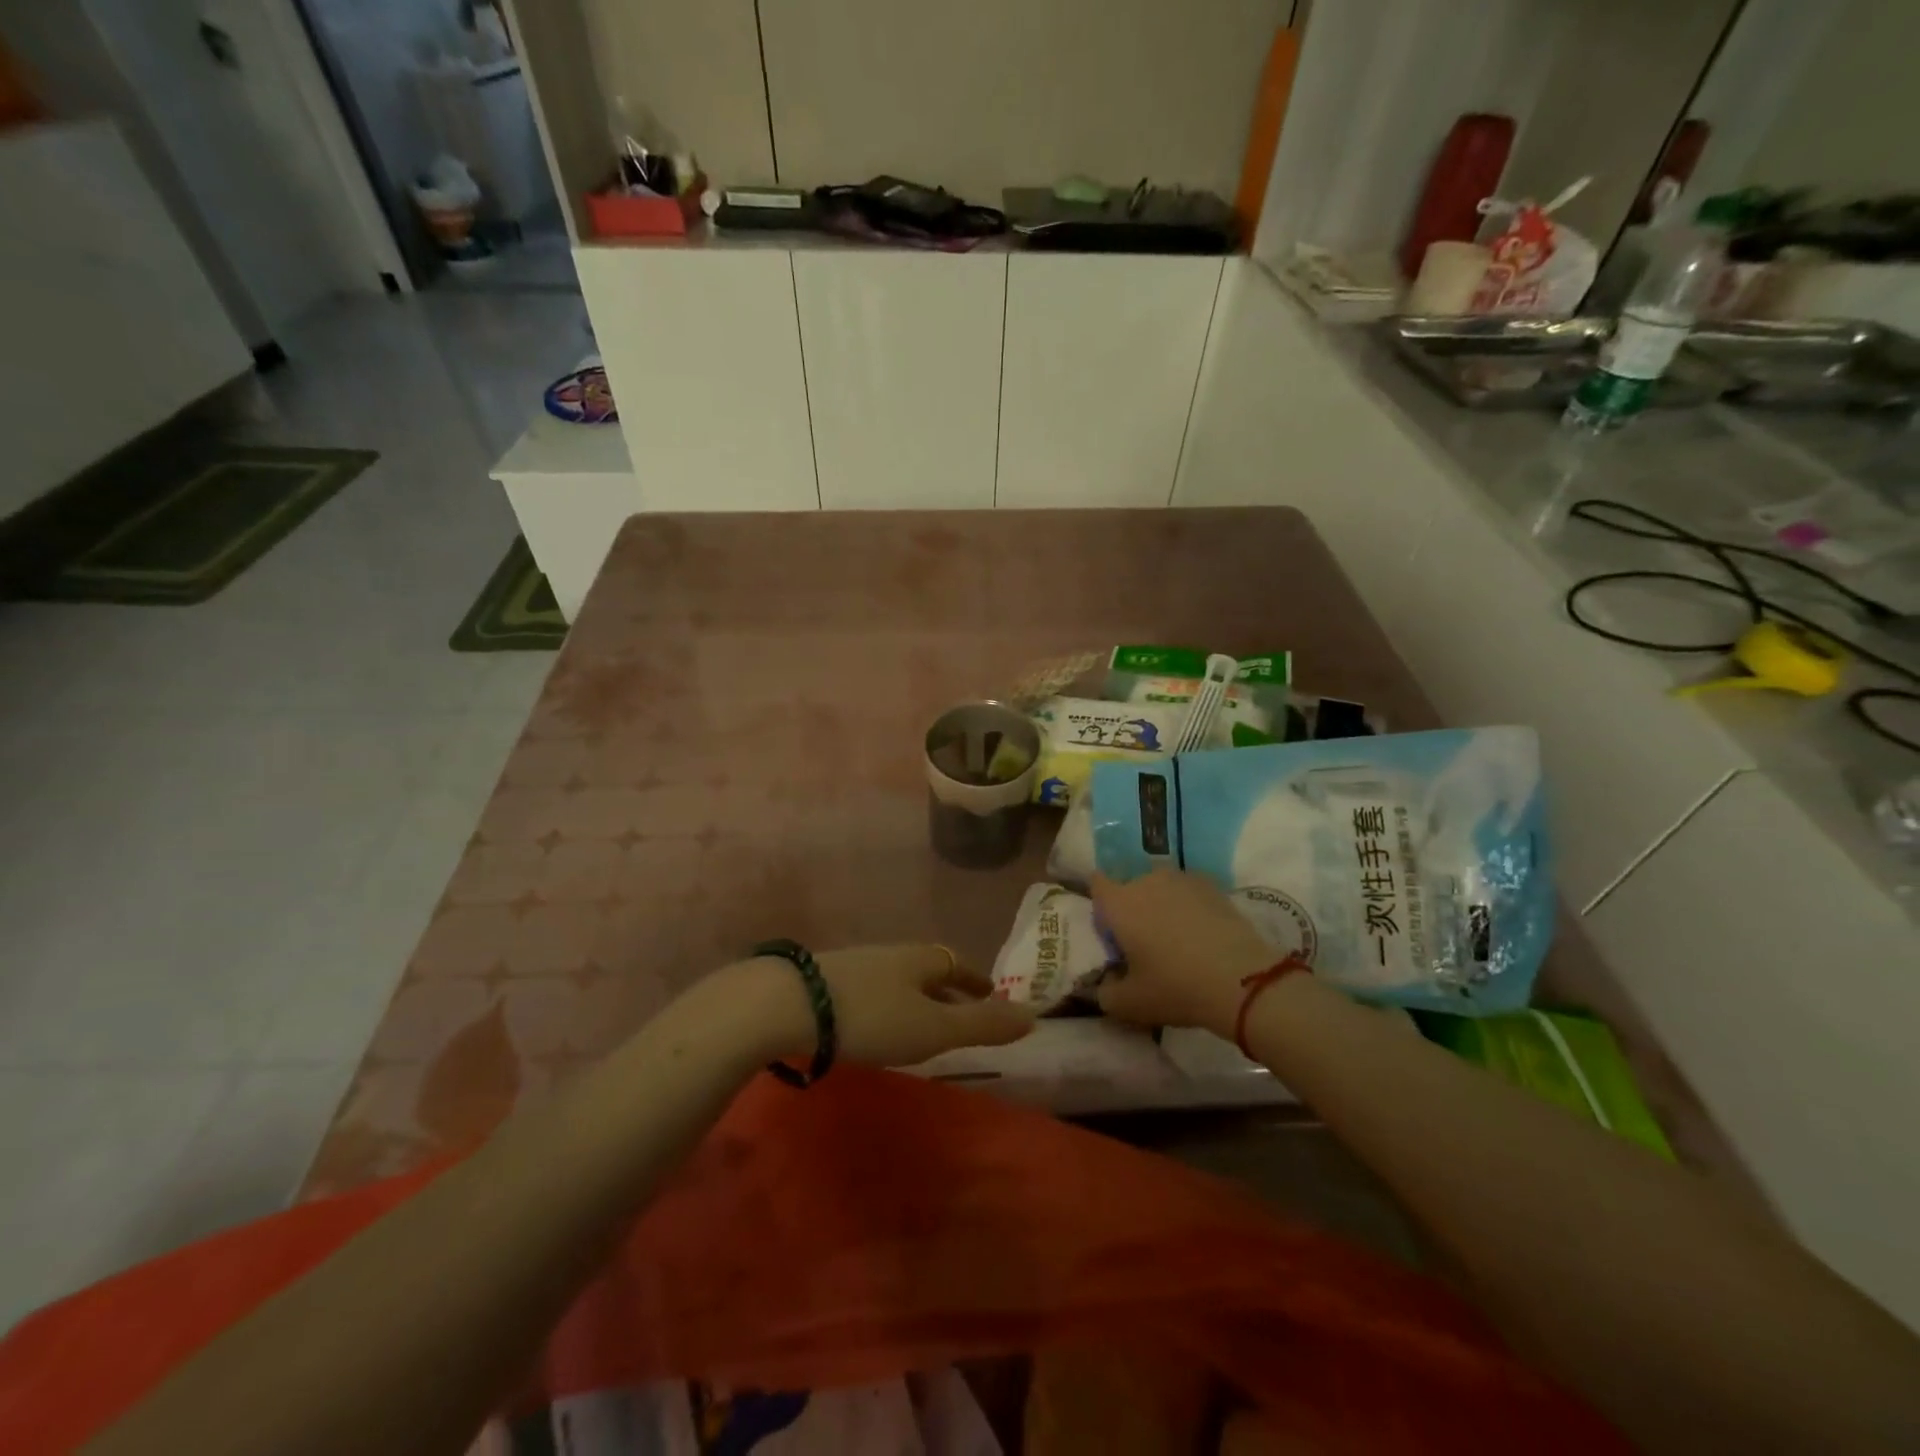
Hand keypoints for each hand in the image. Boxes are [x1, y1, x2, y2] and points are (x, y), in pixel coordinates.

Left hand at [742, 945, 1036, 1068]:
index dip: (976, 981)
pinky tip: (873, 1023)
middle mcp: (890, 954)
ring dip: (914, 996)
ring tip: (919, 1021)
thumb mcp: (933, 1029)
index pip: (957, 964)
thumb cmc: (872, 1016)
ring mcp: (854, 964)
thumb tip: (1033, 1016)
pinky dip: (885, 1003)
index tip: (990, 993)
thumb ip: (982, 1025)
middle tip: (959, 1010)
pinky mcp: (824, 981)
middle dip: (946, 988)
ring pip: (896, 978)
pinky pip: (869, 988)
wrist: (787, 1003)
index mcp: (920, 960)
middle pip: (926, 968)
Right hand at [1091, 871, 1275, 1034]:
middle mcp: (1146, 881)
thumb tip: (1105, 985)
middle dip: (1132, 910)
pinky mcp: (1212, 886)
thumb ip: (1105, 993)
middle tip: (1145, 946)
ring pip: (1161, 889)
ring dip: (1161, 907)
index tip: (1111, 932)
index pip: (1096, 884)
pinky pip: (1188, 893)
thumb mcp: (1129, 1004)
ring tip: (1177, 941)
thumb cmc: (1175, 987)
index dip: (1101, 906)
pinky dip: (1189, 908)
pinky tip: (1202, 935)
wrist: (1241, 980)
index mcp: (1119, 904)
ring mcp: (1181, 880)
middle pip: (1130, 888)